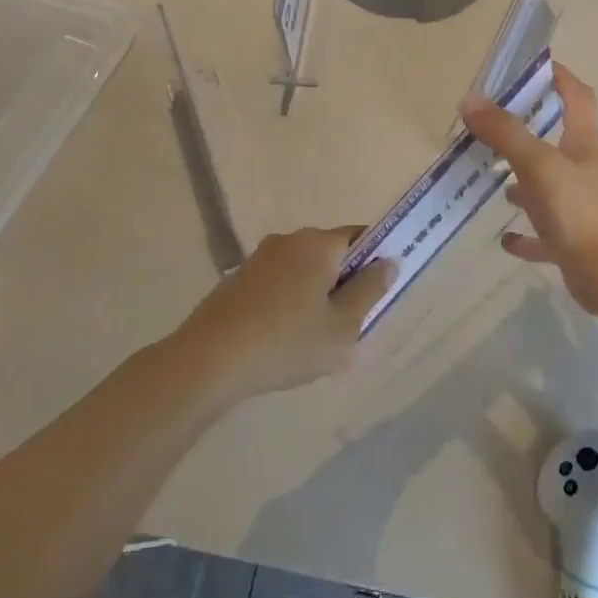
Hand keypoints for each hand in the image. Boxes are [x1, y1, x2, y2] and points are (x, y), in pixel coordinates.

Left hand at [173, 227, 395, 398]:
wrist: (209, 360)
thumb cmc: (287, 342)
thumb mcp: (342, 326)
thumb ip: (370, 291)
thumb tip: (388, 262)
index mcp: (318, 244)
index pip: (360, 236)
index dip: (375, 261)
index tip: (377, 295)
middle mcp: (288, 241)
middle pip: (330, 254)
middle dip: (344, 283)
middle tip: (348, 325)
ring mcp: (258, 259)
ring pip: (303, 271)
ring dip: (315, 296)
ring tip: (312, 340)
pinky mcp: (237, 280)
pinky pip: (278, 284)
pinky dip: (288, 304)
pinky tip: (281, 340)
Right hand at [460, 63, 597, 315]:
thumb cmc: (578, 210)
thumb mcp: (538, 164)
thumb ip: (505, 133)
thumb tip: (471, 100)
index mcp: (588, 144)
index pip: (578, 97)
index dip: (560, 78)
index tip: (535, 66)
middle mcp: (591, 171)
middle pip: (564, 141)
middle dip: (534, 132)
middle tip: (498, 128)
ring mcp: (585, 207)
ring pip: (553, 186)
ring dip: (528, 182)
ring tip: (497, 182)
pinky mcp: (576, 241)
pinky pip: (546, 232)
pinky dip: (528, 232)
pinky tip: (506, 238)